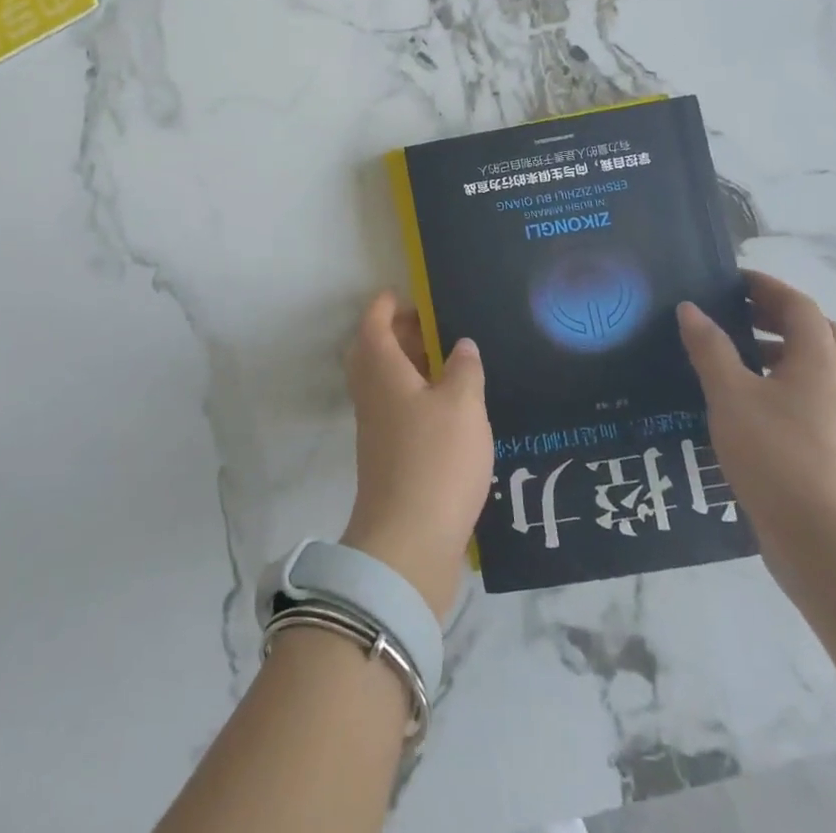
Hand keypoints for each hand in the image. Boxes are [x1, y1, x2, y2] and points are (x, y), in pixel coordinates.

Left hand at [340, 292, 493, 620]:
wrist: (408, 542)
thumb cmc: (435, 460)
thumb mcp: (462, 405)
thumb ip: (464, 370)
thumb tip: (460, 346)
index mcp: (382, 371)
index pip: (374, 324)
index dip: (386, 305)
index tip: (404, 293)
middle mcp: (372, 394)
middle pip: (375, 351)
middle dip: (399, 334)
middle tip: (432, 327)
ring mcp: (376, 428)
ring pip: (386, 383)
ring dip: (410, 367)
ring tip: (449, 363)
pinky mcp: (388, 457)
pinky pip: (397, 410)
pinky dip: (417, 397)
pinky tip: (450, 409)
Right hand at [677, 271, 835, 600]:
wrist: (829, 545)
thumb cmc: (777, 457)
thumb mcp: (730, 396)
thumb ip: (710, 349)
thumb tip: (691, 309)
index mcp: (821, 361)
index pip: (799, 306)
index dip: (766, 287)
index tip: (732, 280)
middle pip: (820, 333)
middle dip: (780, 317)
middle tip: (739, 316)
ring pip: (820, 369)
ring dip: (784, 352)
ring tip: (738, 359)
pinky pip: (817, 399)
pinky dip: (788, 385)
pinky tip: (751, 405)